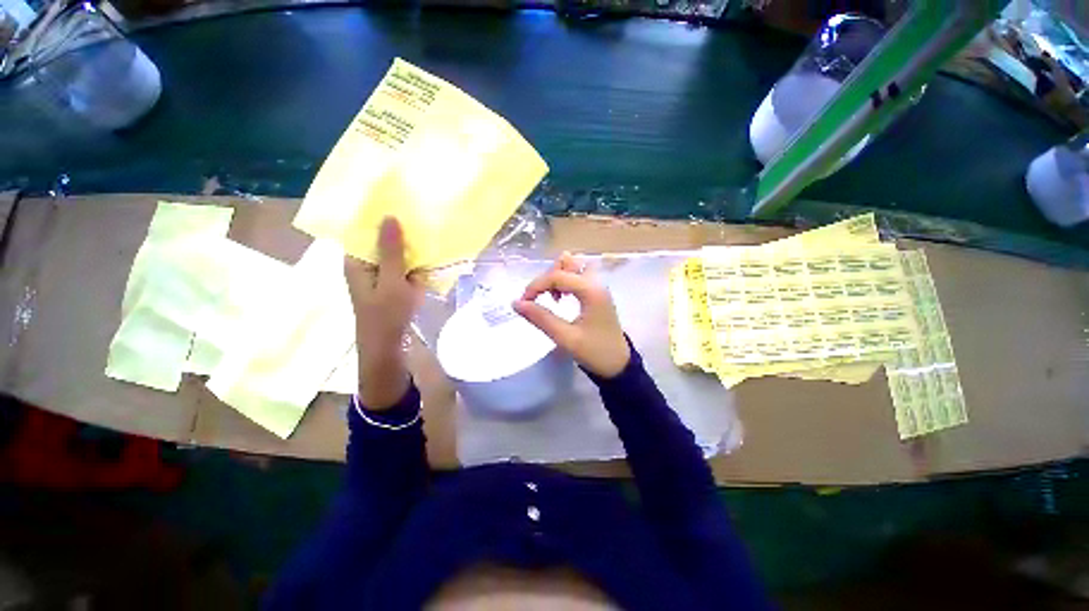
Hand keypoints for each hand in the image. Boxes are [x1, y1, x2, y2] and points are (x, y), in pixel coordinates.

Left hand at [344, 217, 423, 408]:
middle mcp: (365, 266)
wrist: (388, 347)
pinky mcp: (392, 286)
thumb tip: (389, 216)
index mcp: (356, 262)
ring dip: (408, 246)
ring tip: (427, 230)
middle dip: (398, 230)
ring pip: (394, 254)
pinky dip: (414, 261)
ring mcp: (380, 277)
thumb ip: (391, 251)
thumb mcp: (391, 281)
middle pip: (379, 241)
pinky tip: (429, 255)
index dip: (378, 217)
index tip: (398, 202)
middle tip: (418, 214)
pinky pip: (403, 267)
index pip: (363, 231)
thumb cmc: (386, 315)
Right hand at [513, 253, 630, 378]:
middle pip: (568, 262)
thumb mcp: (565, 338)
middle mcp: (596, 282)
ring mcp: (599, 286)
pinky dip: (566, 281)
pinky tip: (561, 298)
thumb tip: (516, 303)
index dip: (536, 285)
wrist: (619, 365)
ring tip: (553, 297)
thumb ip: (540, 318)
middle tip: (542, 297)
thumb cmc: (594, 352)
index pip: (557, 275)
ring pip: (574, 266)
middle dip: (550, 276)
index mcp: (591, 291)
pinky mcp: (598, 293)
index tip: (523, 301)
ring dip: (558, 276)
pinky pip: (579, 275)